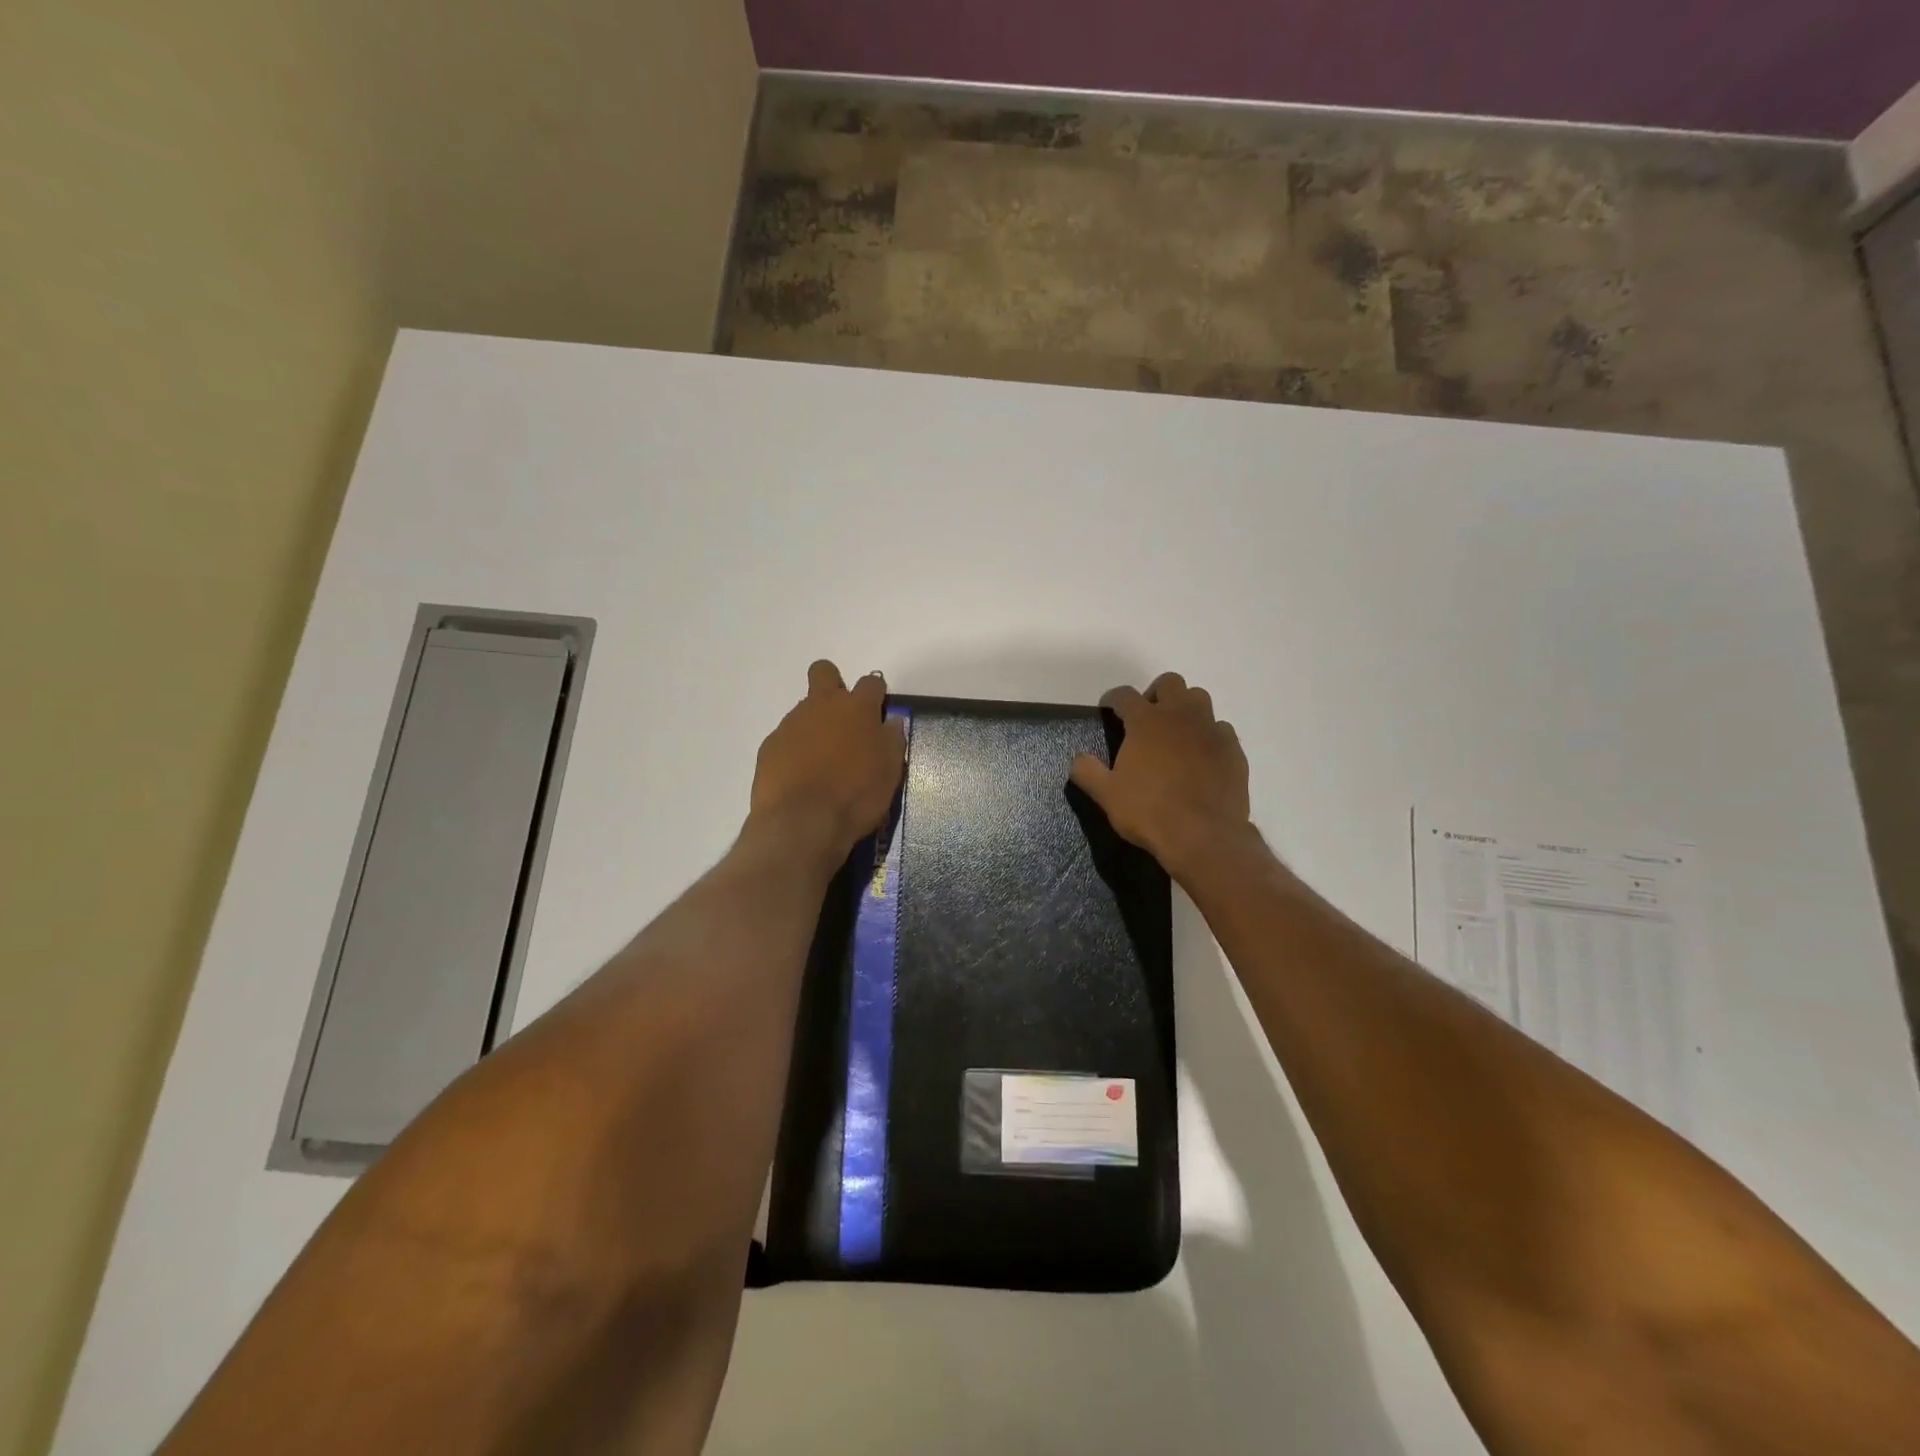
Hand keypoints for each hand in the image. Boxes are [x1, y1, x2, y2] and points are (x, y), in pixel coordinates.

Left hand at [750, 660, 907, 857]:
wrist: (802, 822)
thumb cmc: (856, 795)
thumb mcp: (890, 771)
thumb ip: (892, 740)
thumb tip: (891, 723)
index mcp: (857, 708)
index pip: (871, 682)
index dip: (876, 694)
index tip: (878, 712)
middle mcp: (821, 706)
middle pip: (824, 672)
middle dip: (833, 683)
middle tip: (842, 717)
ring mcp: (791, 724)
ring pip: (804, 709)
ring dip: (815, 725)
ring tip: (822, 762)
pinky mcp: (770, 746)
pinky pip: (786, 738)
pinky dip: (795, 750)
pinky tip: (801, 777)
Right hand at [1069, 672, 1251, 879]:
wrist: (1204, 836)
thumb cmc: (1149, 812)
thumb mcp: (1107, 795)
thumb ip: (1087, 771)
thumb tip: (1077, 758)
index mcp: (1146, 722)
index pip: (1125, 695)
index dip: (1113, 699)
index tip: (1108, 709)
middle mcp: (1180, 716)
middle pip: (1170, 683)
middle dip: (1155, 693)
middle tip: (1146, 718)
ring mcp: (1210, 730)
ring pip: (1199, 699)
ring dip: (1185, 708)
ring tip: (1175, 732)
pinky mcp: (1233, 750)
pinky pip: (1221, 729)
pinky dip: (1208, 735)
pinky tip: (1202, 755)